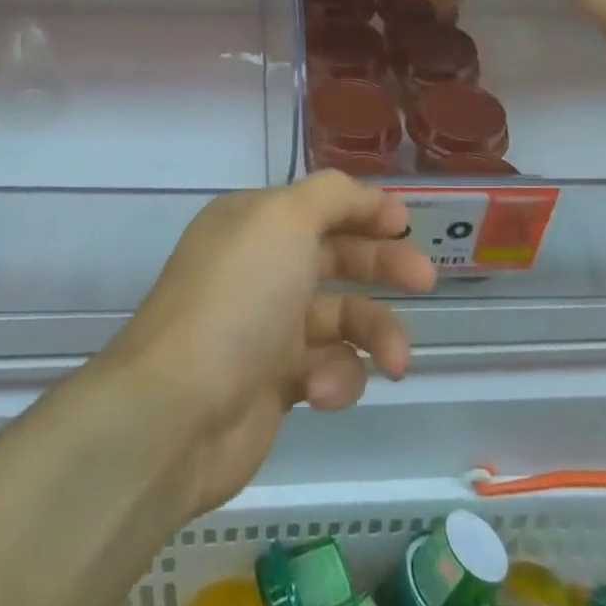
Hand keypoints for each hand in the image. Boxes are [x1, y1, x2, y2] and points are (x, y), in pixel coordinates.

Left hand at [108, 172, 436, 516]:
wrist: (180, 410)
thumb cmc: (239, 298)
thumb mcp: (285, 219)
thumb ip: (331, 195)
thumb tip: (363, 195)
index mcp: (253, 223)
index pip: (319, 204)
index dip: (364, 209)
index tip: (406, 222)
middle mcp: (259, 268)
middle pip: (336, 256)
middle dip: (383, 265)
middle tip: (425, 279)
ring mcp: (266, 326)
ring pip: (342, 318)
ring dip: (375, 333)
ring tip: (396, 359)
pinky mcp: (275, 383)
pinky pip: (328, 369)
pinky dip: (337, 378)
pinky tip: (324, 391)